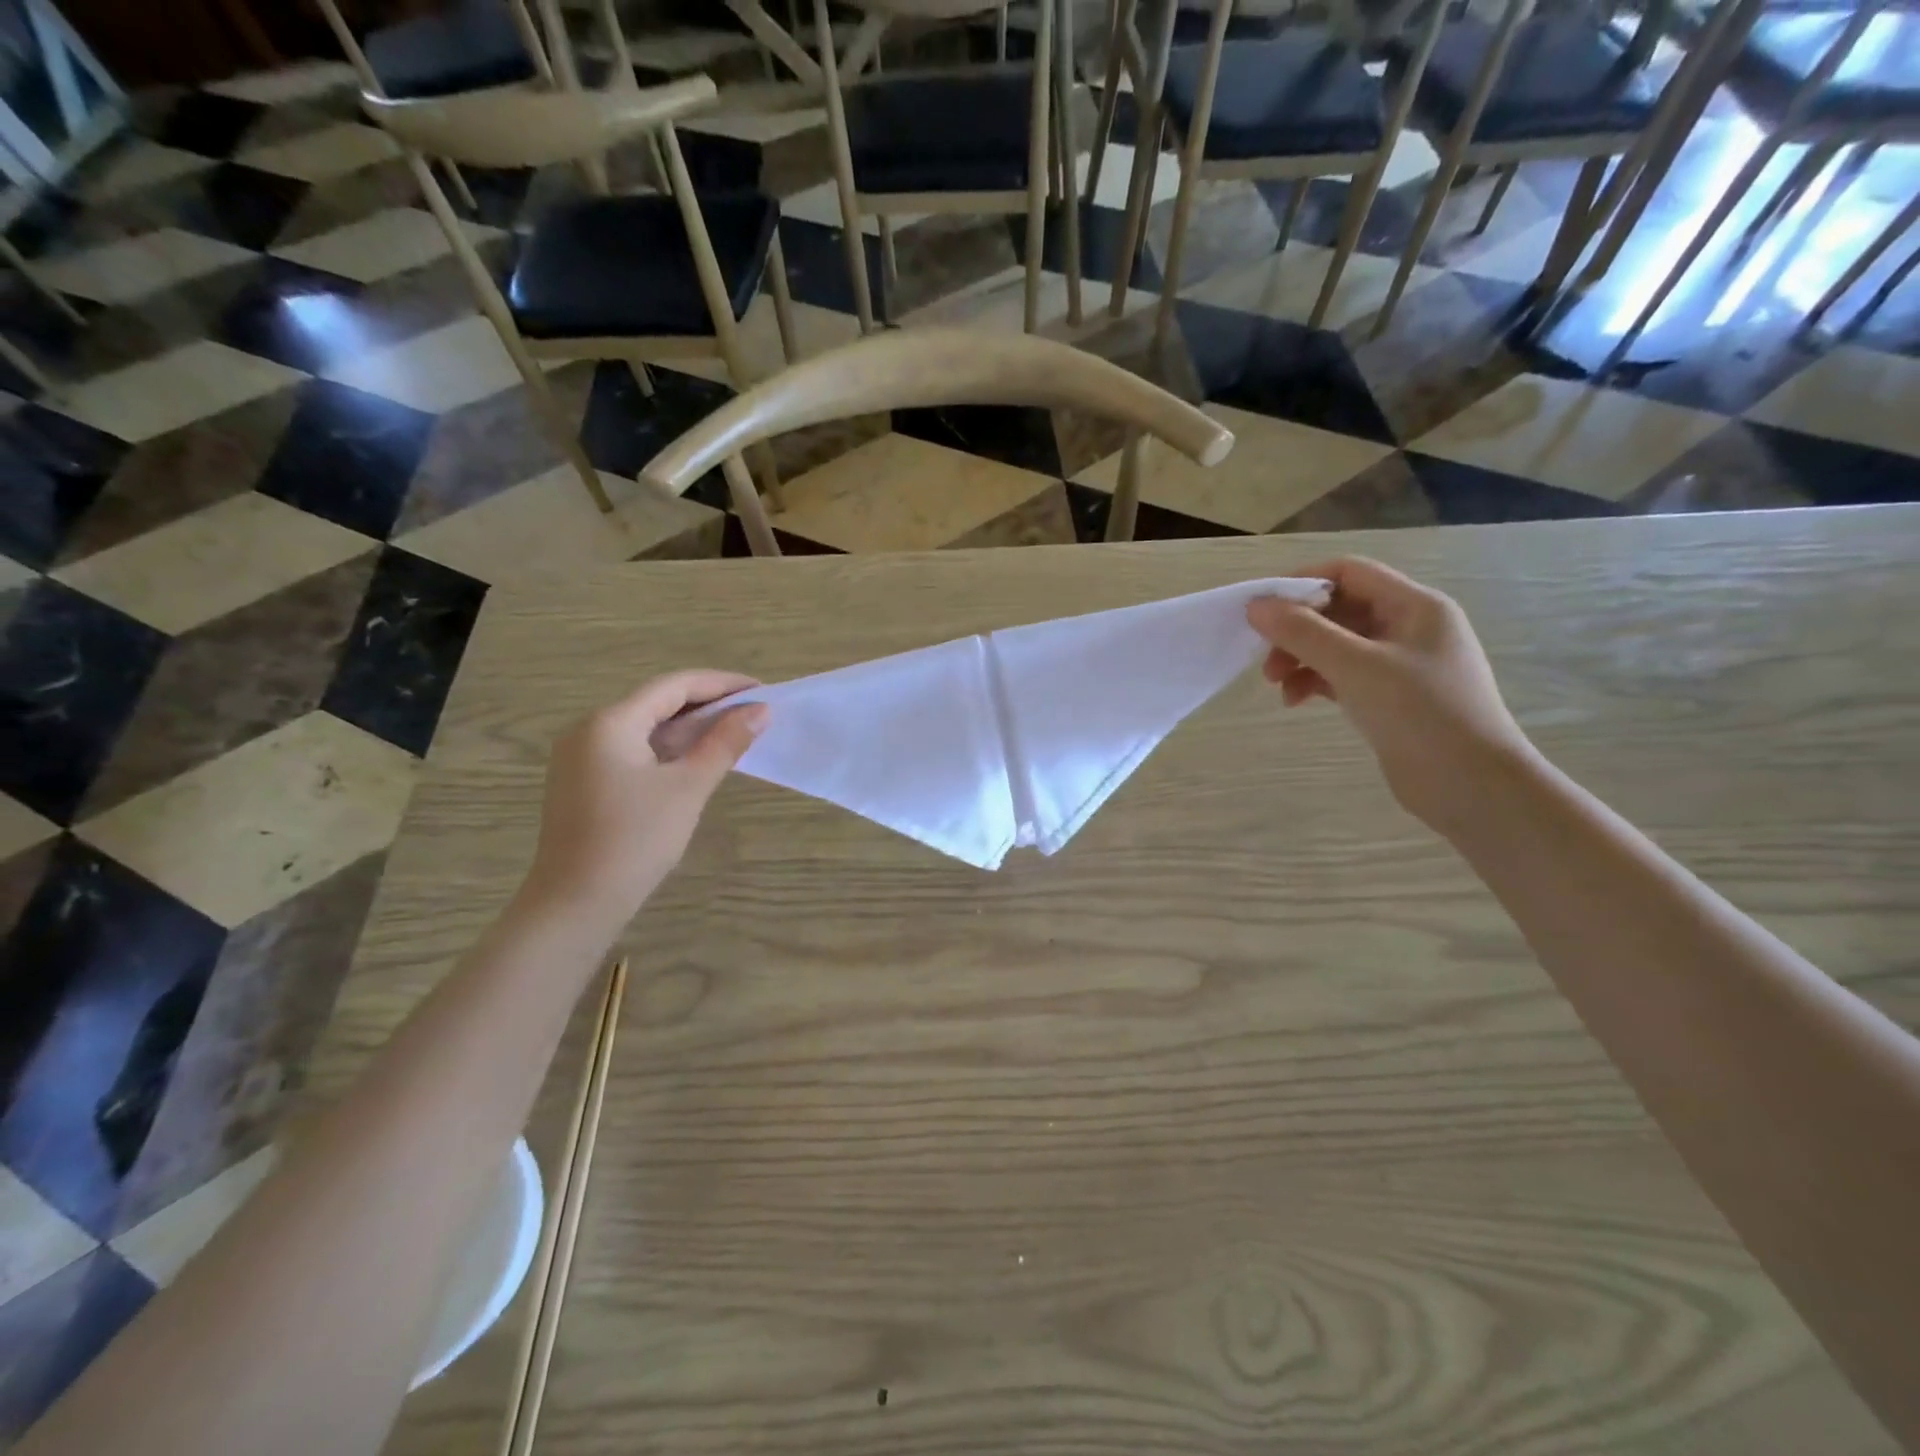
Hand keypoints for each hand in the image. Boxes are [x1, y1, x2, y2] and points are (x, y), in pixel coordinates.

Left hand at [521, 671, 767, 927]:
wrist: (577, 902)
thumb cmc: (636, 839)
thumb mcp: (688, 787)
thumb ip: (725, 743)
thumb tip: (760, 710)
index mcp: (611, 722)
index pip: (674, 686)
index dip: (721, 684)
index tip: (762, 691)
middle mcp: (589, 728)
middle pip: (658, 703)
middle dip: (708, 705)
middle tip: (754, 713)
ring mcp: (581, 755)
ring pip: (646, 727)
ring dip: (690, 729)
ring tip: (735, 733)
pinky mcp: (583, 780)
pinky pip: (633, 749)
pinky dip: (668, 749)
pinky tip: (697, 759)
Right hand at [1246, 558, 1533, 830]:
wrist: (1471, 786)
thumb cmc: (1420, 714)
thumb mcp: (1356, 667)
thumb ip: (1303, 633)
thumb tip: (1256, 606)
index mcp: (1415, 606)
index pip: (1350, 573)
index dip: (1303, 582)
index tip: (1262, 607)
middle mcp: (1410, 628)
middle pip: (1339, 610)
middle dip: (1297, 630)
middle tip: (1265, 658)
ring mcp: (1401, 665)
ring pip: (1337, 645)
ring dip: (1301, 658)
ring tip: (1278, 686)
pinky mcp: (1391, 697)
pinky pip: (1343, 675)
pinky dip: (1316, 682)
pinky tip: (1296, 701)